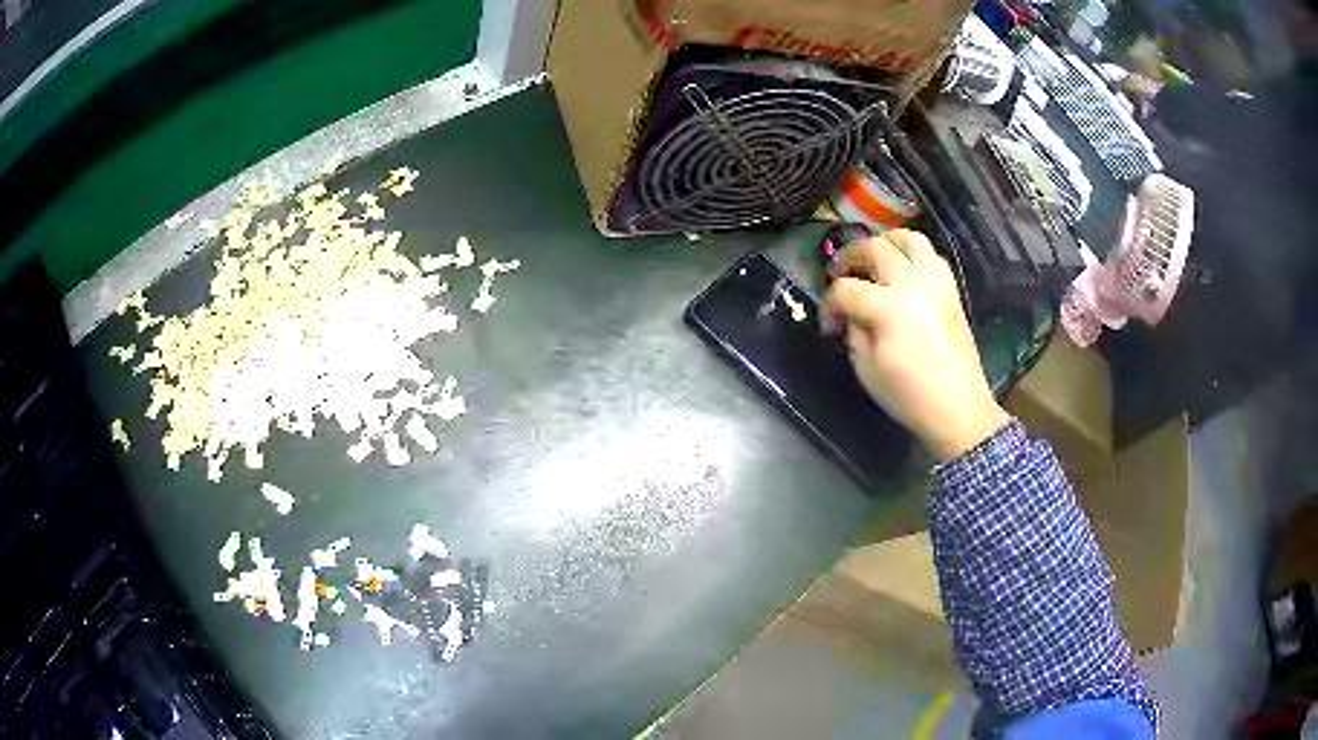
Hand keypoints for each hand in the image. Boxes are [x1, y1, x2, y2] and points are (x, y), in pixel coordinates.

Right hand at [825, 230, 1009, 461]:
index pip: (846, 290)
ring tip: (874, 256)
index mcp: (890, 308)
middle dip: (850, 256)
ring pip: (910, 239)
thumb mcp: (867, 370)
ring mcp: (937, 284)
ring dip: (886, 241)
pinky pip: (932, 256)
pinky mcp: (952, 291)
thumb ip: (855, 333)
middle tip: (840, 272)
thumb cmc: (909, 397)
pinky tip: (903, 271)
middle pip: (875, 248)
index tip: (829, 324)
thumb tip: (852, 315)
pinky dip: (913, 255)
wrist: (958, 409)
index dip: (829, 305)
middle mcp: (914, 284)